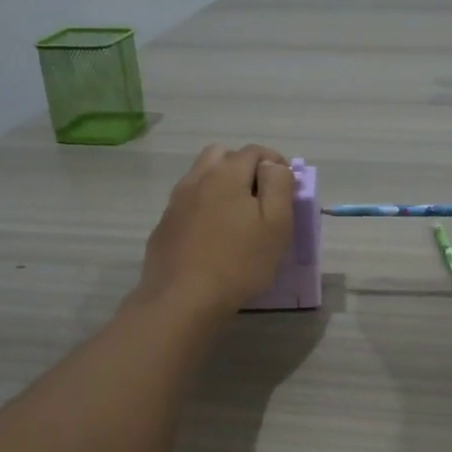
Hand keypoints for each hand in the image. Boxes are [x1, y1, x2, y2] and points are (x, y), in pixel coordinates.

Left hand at [136, 144, 295, 320]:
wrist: (182, 300)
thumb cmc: (239, 262)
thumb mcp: (276, 224)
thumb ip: (278, 186)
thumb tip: (273, 166)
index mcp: (226, 174)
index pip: (254, 151)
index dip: (274, 162)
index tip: (286, 185)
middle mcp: (196, 180)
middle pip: (221, 155)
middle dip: (244, 166)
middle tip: (260, 195)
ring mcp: (176, 203)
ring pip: (201, 177)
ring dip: (221, 184)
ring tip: (236, 215)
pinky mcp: (165, 226)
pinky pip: (187, 203)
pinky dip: (203, 206)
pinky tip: (212, 235)